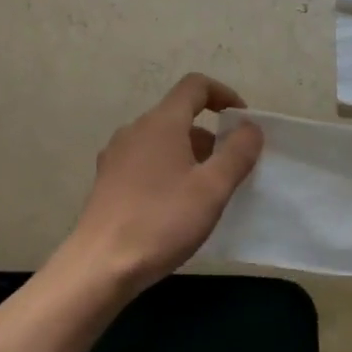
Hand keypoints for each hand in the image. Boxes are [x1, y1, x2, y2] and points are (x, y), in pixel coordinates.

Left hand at [60, 73, 264, 293]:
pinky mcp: (107, 179)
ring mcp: (116, 154)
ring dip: (189, 154)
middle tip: (231, 167)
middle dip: (210, 134)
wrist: (101, 265)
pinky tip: (175, 204)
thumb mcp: (212, 189)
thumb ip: (237, 153)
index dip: (223, 94)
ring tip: (206, 191)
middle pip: (179, 115)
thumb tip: (250, 127)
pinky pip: (145, 160)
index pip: (195, 86)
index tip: (243, 121)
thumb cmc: (162, 221)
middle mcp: (135, 129)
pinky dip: (168, 169)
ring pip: (162, 140)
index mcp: (161, 123)